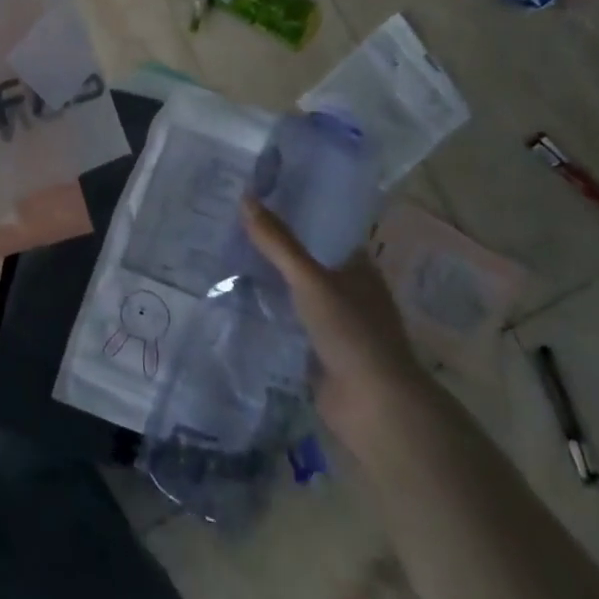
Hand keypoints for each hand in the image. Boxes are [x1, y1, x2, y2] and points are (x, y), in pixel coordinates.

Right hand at [242, 198, 432, 451]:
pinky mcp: (317, 347)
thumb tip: (245, 197)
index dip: (295, 208)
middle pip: (305, 256)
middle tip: (230, 218)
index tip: (257, 192)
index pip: (323, 226)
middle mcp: (347, 287)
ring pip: (293, 287)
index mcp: (357, 265)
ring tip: (223, 250)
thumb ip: (278, 242)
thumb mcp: (310, 280)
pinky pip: (286, 316)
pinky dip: (266, 306)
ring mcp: (333, 319)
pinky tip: (234, 294)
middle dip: (274, 242)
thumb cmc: (352, 332)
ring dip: (267, 275)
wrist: (374, 407)